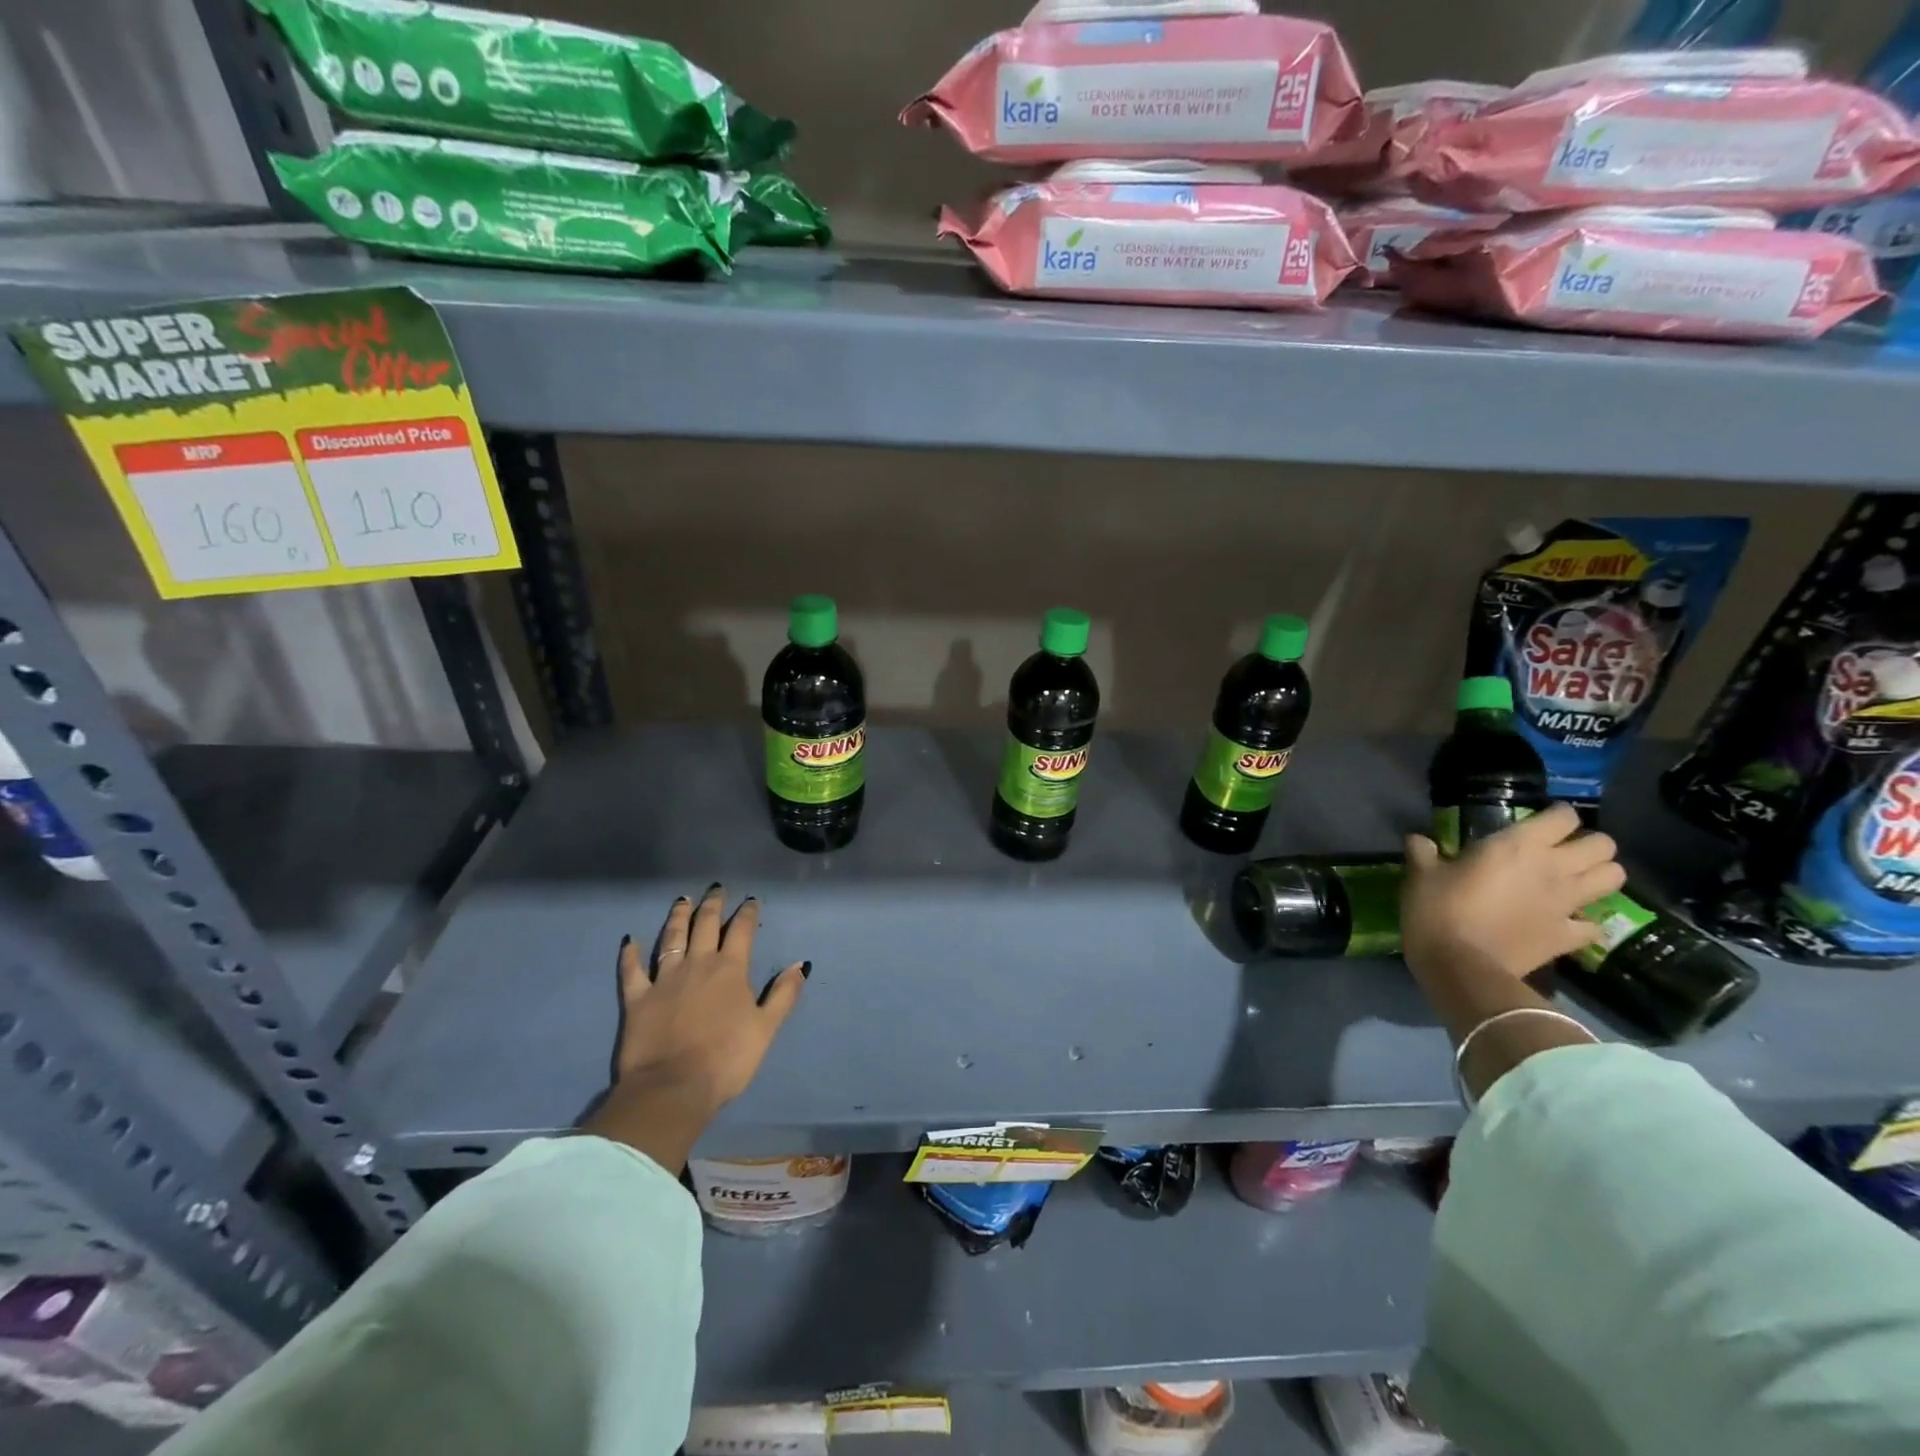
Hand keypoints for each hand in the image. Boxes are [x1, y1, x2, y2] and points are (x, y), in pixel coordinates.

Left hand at [581, 884, 807, 1169]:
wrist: (673, 1089)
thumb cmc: (726, 1060)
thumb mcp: (766, 1028)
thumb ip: (783, 994)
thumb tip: (802, 963)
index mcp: (730, 969)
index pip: (741, 931)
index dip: (747, 913)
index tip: (751, 901)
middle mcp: (698, 964)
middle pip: (705, 925)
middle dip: (712, 905)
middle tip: (716, 889)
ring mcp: (664, 979)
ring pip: (671, 938)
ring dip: (678, 917)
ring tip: (682, 901)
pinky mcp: (637, 998)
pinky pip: (632, 970)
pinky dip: (631, 953)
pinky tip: (630, 940)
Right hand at [1402, 804, 1625, 982]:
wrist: (1461, 967)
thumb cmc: (1439, 911)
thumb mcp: (1421, 875)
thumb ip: (1423, 852)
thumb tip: (1419, 839)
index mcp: (1518, 845)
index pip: (1563, 816)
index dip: (1556, 817)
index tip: (1537, 824)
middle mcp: (1554, 868)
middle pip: (1604, 845)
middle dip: (1588, 845)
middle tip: (1561, 852)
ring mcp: (1567, 904)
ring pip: (1614, 878)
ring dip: (1599, 876)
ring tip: (1573, 881)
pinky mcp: (1569, 937)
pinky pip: (1594, 924)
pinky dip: (1585, 922)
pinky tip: (1565, 923)